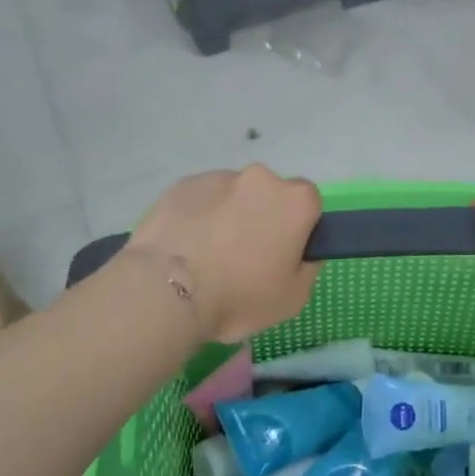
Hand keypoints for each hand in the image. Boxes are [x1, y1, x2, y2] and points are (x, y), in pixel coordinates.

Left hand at [126, 165, 321, 343]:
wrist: (165, 290)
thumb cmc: (238, 296)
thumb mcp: (293, 298)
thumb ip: (307, 266)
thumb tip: (300, 251)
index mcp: (295, 201)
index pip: (309, 203)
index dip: (298, 228)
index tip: (282, 253)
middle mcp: (260, 177)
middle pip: (269, 195)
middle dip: (261, 217)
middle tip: (244, 257)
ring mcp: (218, 177)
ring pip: (232, 195)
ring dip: (228, 216)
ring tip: (207, 256)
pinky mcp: (182, 184)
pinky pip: (200, 199)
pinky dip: (198, 216)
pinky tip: (184, 247)